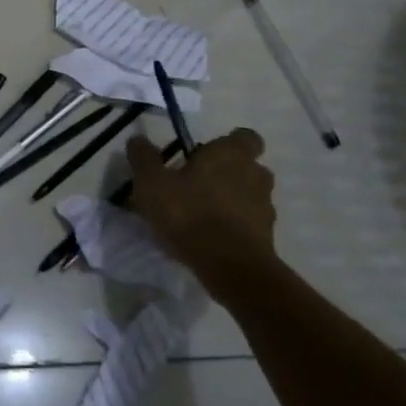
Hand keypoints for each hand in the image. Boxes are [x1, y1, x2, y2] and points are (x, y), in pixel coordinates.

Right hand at [126, 128, 277, 302]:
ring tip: (203, 215)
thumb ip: (144, 159)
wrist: (231, 268)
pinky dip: (235, 227)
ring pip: (250, 196)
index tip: (206, 154)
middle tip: (199, 184)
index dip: (229, 143)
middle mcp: (256, 175)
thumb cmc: (191, 214)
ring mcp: (266, 208)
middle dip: (228, 173)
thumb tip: (137, 139)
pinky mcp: (268, 238)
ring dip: (232, 201)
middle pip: (248, 167)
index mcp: (232, 154)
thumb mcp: (153, 184)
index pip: (246, 137)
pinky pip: (250, 224)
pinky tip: (211, 239)